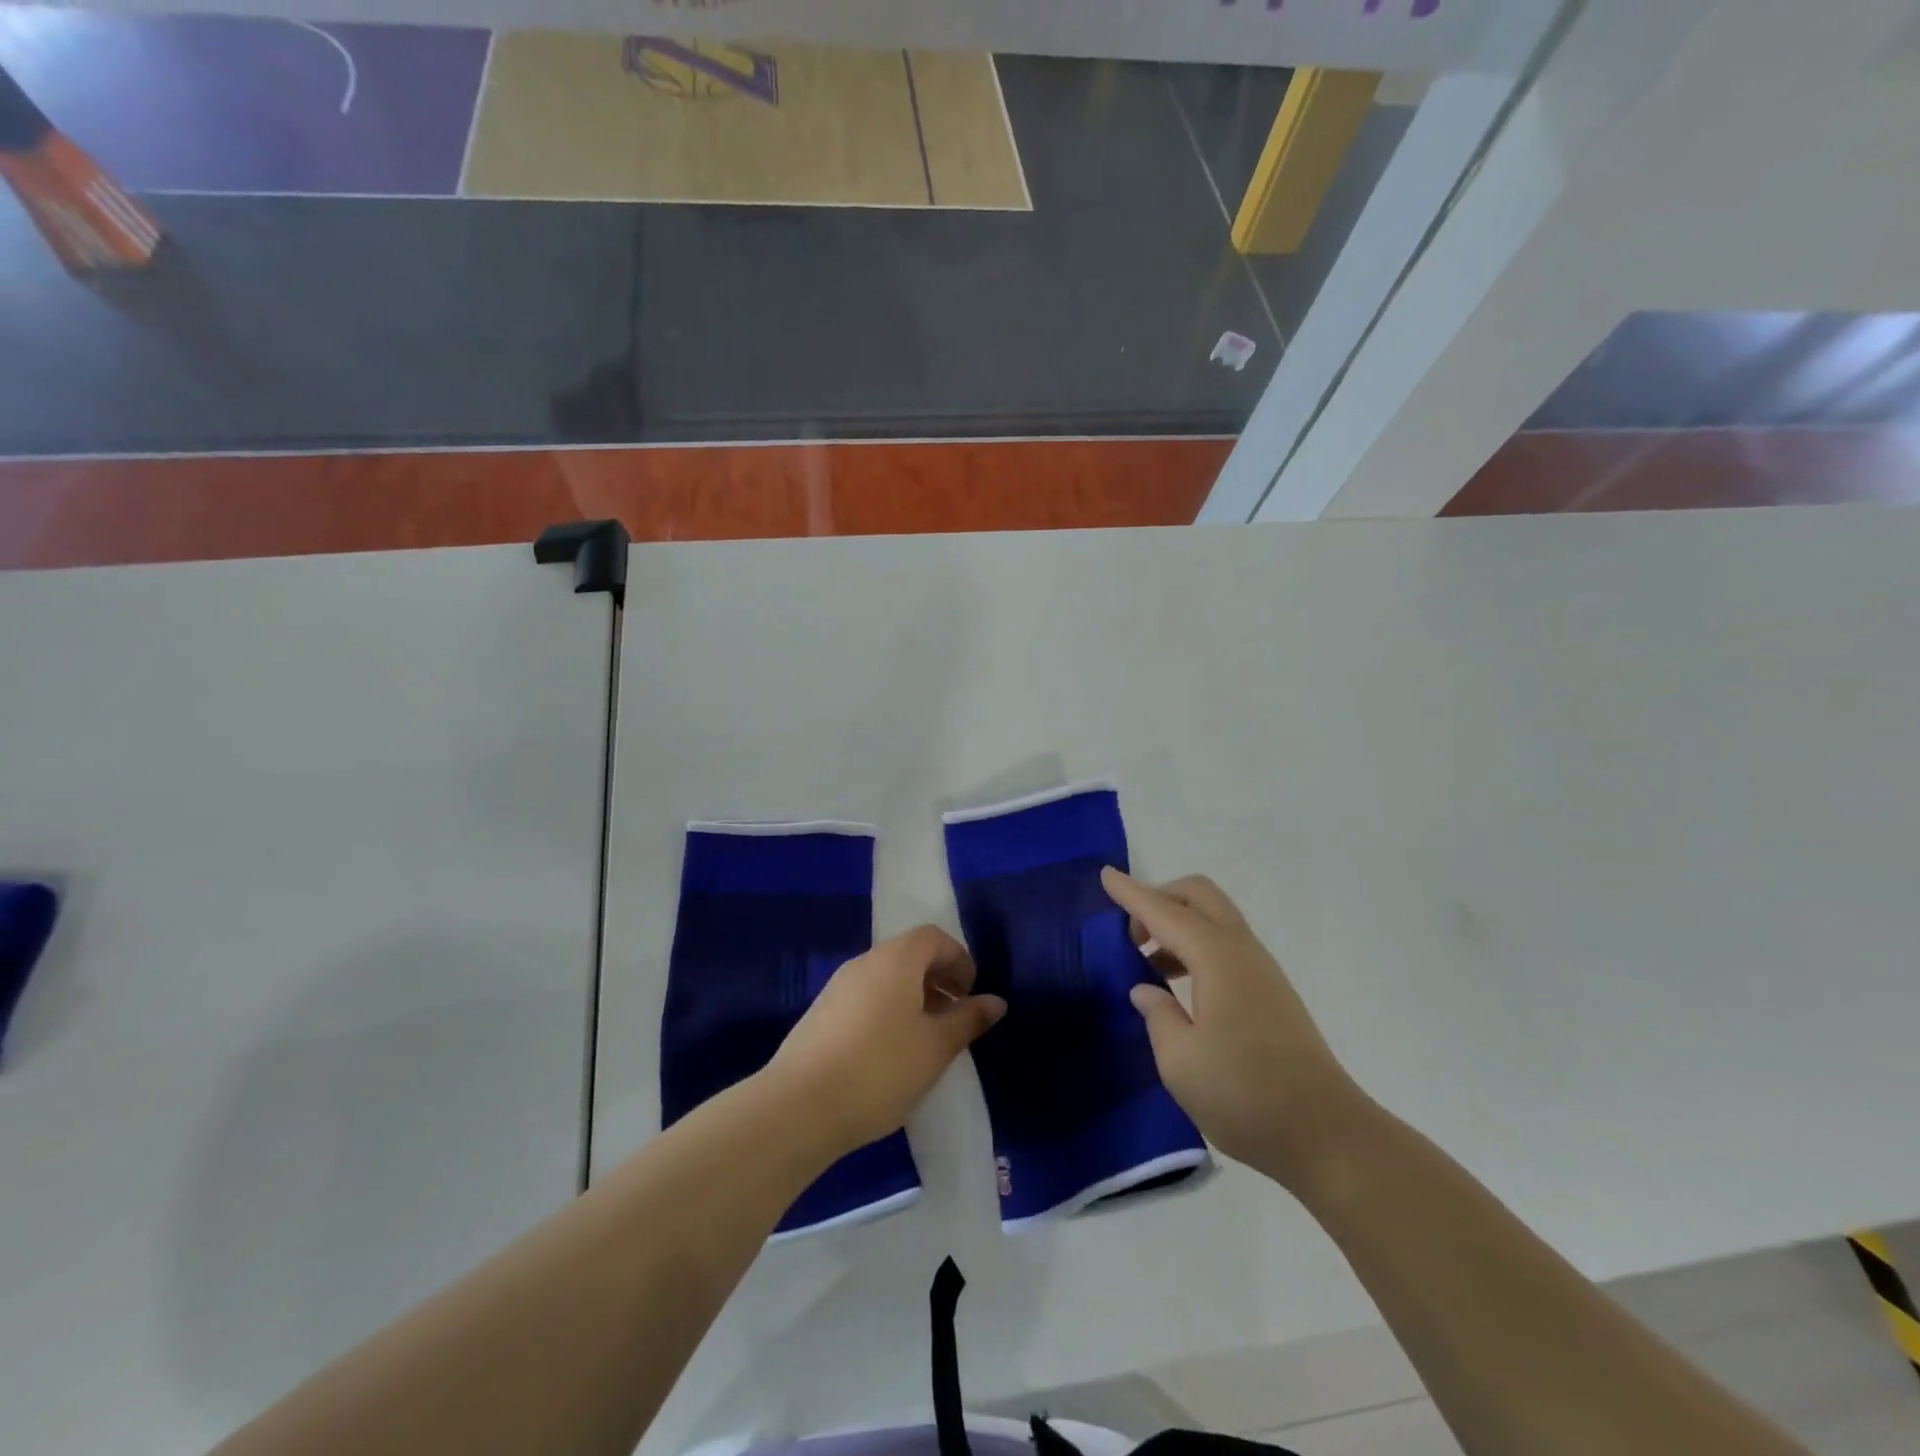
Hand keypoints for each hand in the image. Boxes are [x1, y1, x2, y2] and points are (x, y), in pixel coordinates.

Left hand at [767, 925, 1005, 1155]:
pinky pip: (866, 999)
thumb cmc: (880, 1068)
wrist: (798, 1106)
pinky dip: (888, 1012)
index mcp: (895, 959)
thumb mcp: (936, 1047)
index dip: (959, 960)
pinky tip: (891, 1055)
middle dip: (938, 980)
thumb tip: (995, 1001)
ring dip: (913, 998)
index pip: (934, 937)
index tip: (971, 995)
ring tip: (927, 1040)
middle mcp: (865, 963)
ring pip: (886, 979)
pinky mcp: (821, 1015)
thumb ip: (968, 1020)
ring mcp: (838, 988)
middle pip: (909, 955)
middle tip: (955, 1018)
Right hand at [1103, 868, 1371, 1190]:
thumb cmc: (1245, 1095)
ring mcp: (1262, 970)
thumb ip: (1157, 1015)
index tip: (1105, 875)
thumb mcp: (1180, 1061)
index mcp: (1217, 958)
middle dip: (1160, 898)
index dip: (1131, 894)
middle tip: (1130, 933)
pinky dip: (1195, 946)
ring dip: (1177, 924)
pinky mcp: (1271, 993)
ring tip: (1147, 962)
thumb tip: (1146, 990)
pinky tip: (1178, 986)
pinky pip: (1226, 944)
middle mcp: (1242, 951)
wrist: (1328, 1136)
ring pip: (1214, 919)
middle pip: (1199, 897)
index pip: (1164, 912)